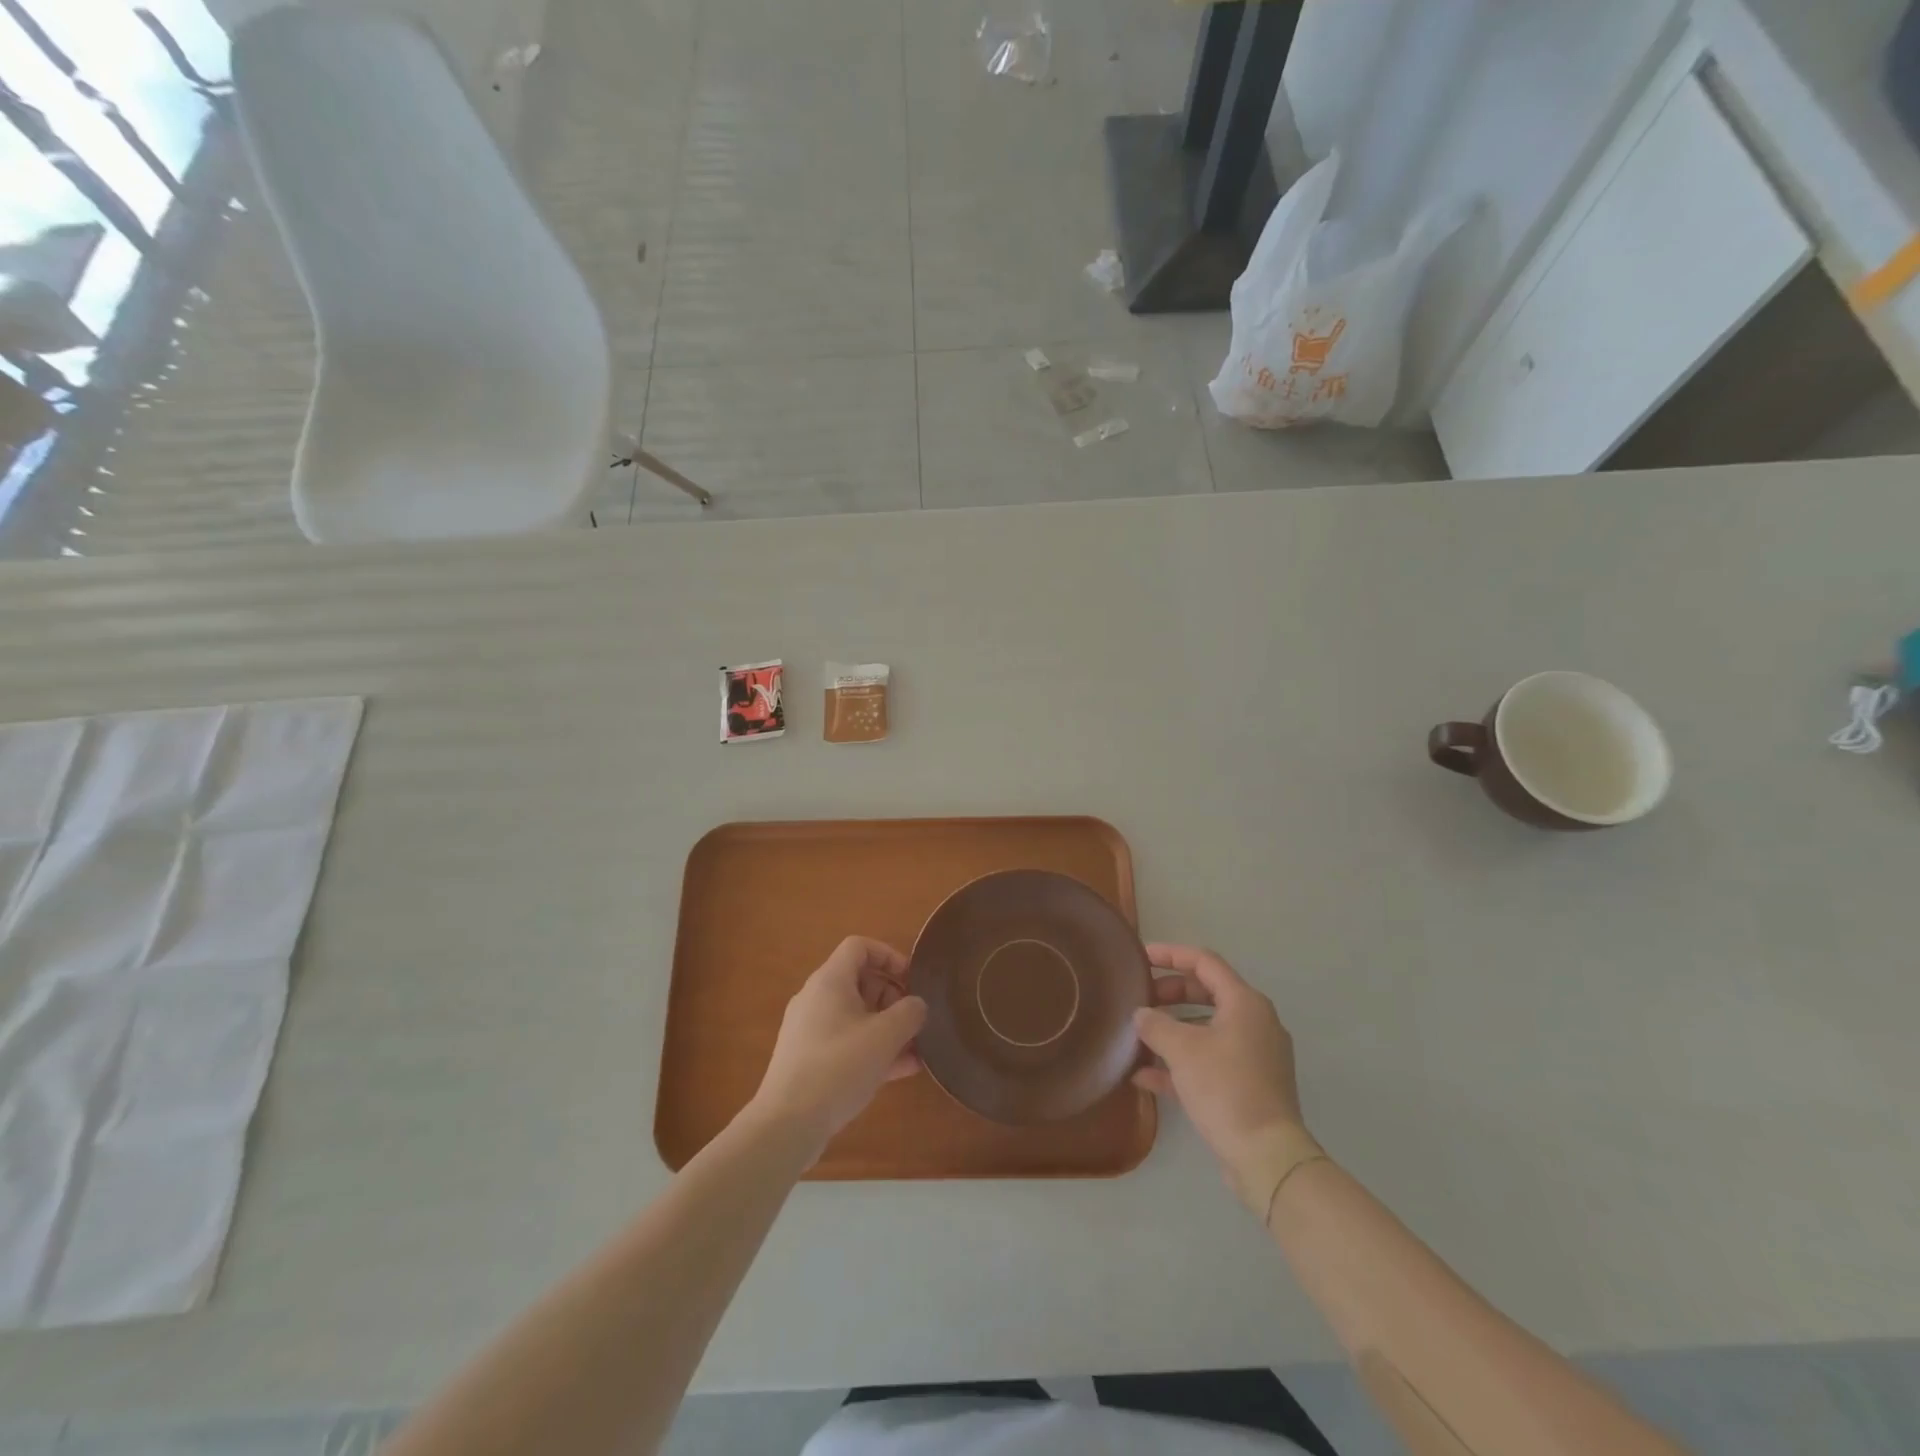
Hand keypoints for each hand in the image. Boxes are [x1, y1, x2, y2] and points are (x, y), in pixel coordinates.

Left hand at [748, 937, 926, 1158]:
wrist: (787, 1124)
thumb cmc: (839, 1067)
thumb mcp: (885, 1037)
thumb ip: (909, 1013)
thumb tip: (917, 1005)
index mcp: (830, 981)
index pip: (859, 947)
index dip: (889, 956)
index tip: (912, 981)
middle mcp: (816, 998)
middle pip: (860, 981)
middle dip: (893, 997)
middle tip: (915, 1021)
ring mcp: (810, 1031)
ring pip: (856, 1016)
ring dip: (887, 1028)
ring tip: (917, 1050)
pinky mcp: (809, 1060)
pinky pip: (847, 1042)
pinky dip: (872, 1049)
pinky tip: (901, 1071)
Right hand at [1132, 944, 1320, 1216]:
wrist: (1266, 1157)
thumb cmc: (1226, 1088)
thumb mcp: (1182, 1050)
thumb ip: (1156, 1024)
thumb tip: (1141, 1014)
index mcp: (1245, 1003)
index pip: (1204, 962)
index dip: (1171, 954)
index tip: (1141, 957)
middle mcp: (1254, 1022)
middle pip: (1205, 993)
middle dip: (1169, 993)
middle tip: (1139, 999)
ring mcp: (1253, 1056)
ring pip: (1205, 1029)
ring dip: (1172, 1030)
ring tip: (1138, 1036)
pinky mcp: (1248, 1085)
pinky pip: (1209, 1060)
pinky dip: (1180, 1062)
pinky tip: (1145, 1076)